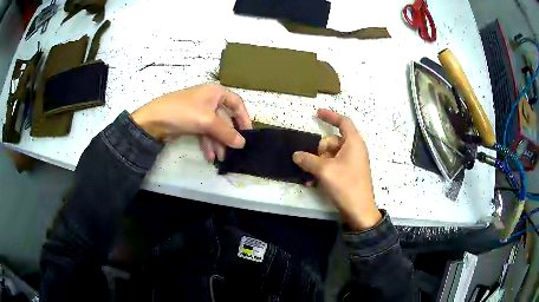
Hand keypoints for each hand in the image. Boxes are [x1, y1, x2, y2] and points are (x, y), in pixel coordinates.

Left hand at [131, 84, 251, 159]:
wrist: (154, 120)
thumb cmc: (183, 112)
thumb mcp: (207, 121)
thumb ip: (226, 132)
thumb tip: (242, 143)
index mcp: (215, 93)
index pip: (236, 103)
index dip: (244, 118)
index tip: (247, 133)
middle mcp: (209, 101)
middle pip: (225, 119)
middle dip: (227, 136)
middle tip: (233, 152)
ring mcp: (199, 112)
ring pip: (214, 128)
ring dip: (218, 143)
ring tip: (220, 159)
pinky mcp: (191, 123)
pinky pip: (205, 133)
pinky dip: (208, 144)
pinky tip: (209, 156)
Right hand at [293, 109, 380, 229]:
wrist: (359, 210)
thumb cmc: (345, 185)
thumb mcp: (324, 170)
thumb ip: (308, 160)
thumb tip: (296, 154)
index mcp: (354, 143)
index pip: (343, 122)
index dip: (330, 116)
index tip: (317, 113)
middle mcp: (355, 149)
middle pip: (333, 141)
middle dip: (320, 150)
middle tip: (316, 163)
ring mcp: (353, 162)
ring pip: (331, 155)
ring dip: (319, 163)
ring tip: (311, 177)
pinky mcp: (350, 173)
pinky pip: (334, 165)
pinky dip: (324, 170)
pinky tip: (313, 182)